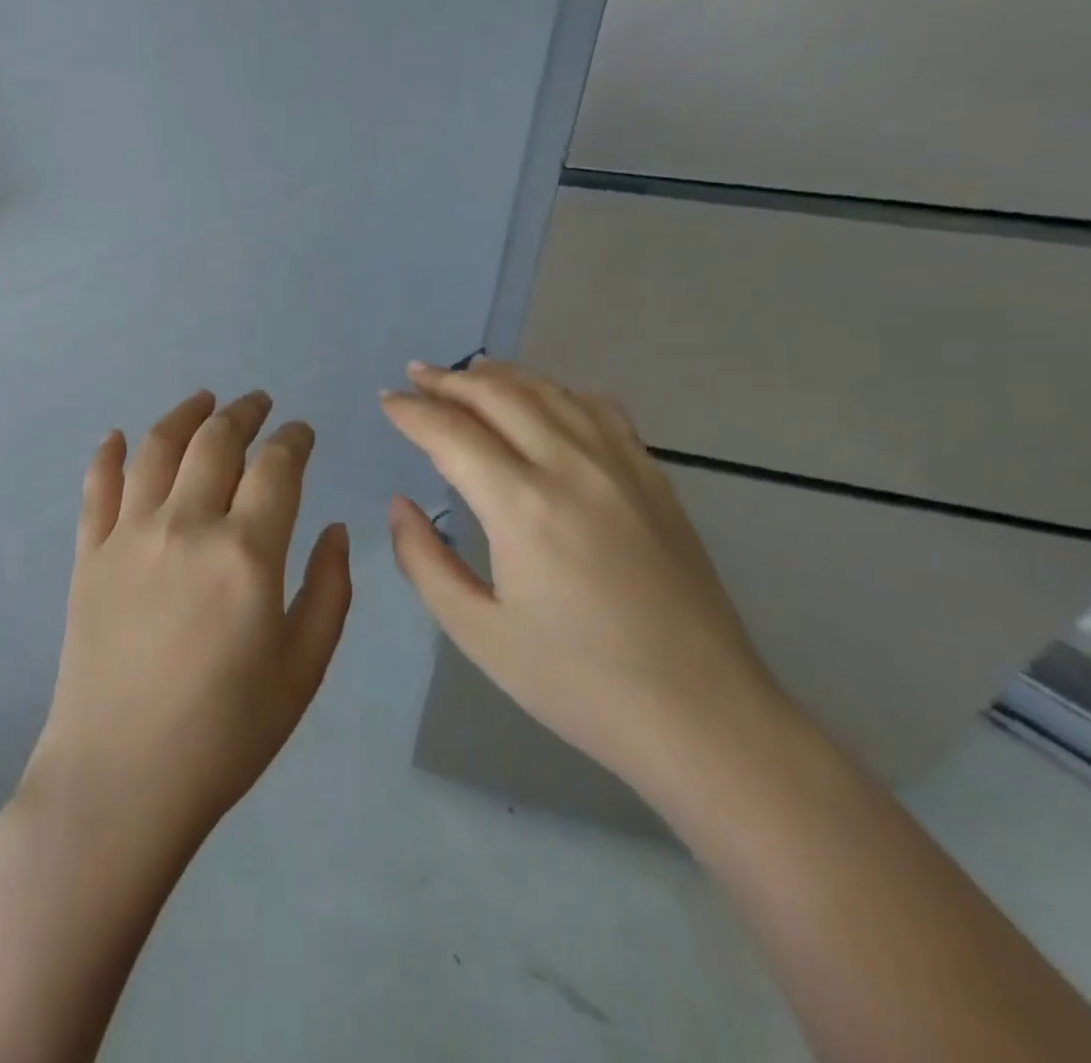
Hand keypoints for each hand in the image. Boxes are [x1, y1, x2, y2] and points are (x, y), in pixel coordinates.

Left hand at [24, 390, 352, 854]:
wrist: (122, 778)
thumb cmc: (227, 732)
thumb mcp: (303, 669)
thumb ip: (330, 590)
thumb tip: (336, 530)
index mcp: (246, 552)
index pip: (277, 466)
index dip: (294, 440)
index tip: (302, 433)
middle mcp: (186, 525)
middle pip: (217, 441)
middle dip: (244, 412)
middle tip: (258, 403)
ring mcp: (129, 535)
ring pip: (158, 448)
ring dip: (184, 414)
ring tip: (203, 400)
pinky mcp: (88, 554)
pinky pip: (97, 487)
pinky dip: (109, 454)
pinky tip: (118, 437)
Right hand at [379, 360, 786, 790]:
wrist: (703, 716)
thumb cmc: (578, 682)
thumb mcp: (478, 633)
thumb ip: (424, 561)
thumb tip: (400, 505)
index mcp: (522, 507)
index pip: (451, 433)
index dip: (411, 411)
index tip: (386, 400)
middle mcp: (571, 468)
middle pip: (499, 395)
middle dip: (449, 381)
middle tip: (414, 376)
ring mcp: (621, 467)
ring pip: (550, 392)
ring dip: (501, 376)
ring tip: (467, 374)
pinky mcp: (654, 479)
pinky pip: (601, 410)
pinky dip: (560, 392)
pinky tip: (547, 400)